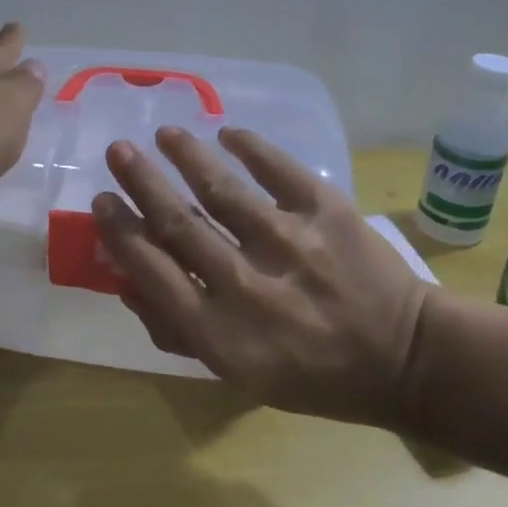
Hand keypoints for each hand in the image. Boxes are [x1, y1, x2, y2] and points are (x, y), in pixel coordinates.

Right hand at [92, 125, 433, 425]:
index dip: (120, 233)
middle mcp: (247, 285)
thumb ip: (178, 331)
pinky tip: (226, 132)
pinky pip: (279, 169)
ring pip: (221, 189)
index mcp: (221, 333)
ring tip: (164, 134)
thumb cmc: (312, 374)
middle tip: (117, 152)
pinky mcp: (328, 212)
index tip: (102, 202)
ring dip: (186, 155)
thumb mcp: (237, 373)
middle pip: (178, 224)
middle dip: (140, 183)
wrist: (405, 359)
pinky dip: (250, 147)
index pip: (151, 272)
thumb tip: (126, 281)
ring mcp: (289, 243)